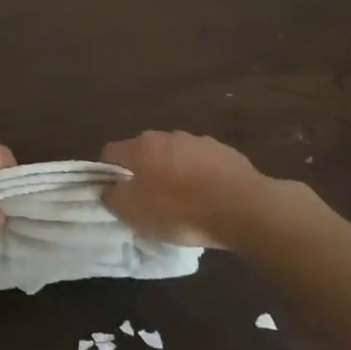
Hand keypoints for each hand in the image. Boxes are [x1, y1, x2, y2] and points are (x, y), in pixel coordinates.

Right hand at [100, 131, 282, 247]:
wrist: (242, 207)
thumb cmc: (179, 210)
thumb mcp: (134, 213)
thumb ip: (113, 198)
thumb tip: (108, 189)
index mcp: (140, 147)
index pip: (111, 153)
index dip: (108, 174)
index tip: (116, 195)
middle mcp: (167, 136)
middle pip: (145, 152)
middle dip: (144, 173)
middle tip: (150, 202)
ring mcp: (199, 141)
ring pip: (176, 156)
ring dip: (174, 174)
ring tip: (184, 204)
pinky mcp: (226, 152)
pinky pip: (204, 164)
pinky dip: (202, 178)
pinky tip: (210, 200)